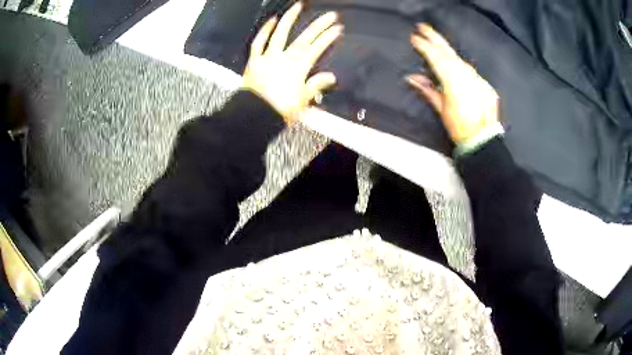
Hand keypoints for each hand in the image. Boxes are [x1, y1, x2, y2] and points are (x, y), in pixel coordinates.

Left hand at [242, 2, 342, 123]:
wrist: (254, 114)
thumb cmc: (280, 109)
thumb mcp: (303, 100)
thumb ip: (316, 85)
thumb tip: (330, 77)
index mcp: (298, 67)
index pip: (317, 48)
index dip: (328, 37)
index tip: (337, 28)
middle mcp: (284, 57)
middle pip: (304, 38)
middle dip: (318, 25)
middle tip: (330, 15)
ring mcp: (268, 56)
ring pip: (280, 33)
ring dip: (290, 18)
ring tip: (298, 6)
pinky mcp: (255, 60)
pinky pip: (259, 42)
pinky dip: (264, 30)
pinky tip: (271, 20)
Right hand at [407, 24, 499, 144]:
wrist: (483, 138)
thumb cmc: (460, 127)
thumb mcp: (442, 110)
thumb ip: (428, 90)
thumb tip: (412, 78)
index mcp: (453, 82)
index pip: (437, 58)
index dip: (424, 46)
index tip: (414, 38)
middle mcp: (467, 76)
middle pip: (448, 52)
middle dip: (435, 38)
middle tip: (423, 27)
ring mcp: (477, 78)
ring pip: (459, 60)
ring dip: (446, 51)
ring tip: (436, 43)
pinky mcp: (484, 83)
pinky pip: (469, 69)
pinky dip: (459, 64)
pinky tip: (454, 63)